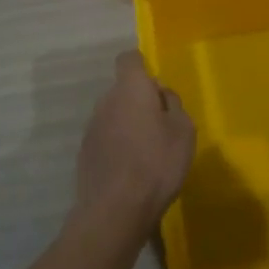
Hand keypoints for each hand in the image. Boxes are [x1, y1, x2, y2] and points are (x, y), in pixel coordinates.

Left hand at [74, 52, 196, 229]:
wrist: (115, 209)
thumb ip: (173, 105)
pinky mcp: (85, 152)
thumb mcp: (183, 131)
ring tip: (148, 152)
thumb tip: (161, 94)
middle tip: (161, 125)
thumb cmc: (157, 163)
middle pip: (123, 90)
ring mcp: (92, 127)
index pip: (129, 59)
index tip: (156, 86)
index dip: (142, 66)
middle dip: (140, 101)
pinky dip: (118, 145)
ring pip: (114, 114)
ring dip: (128, 124)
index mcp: (130, 89)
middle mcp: (106, 101)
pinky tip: (131, 170)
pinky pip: (106, 137)